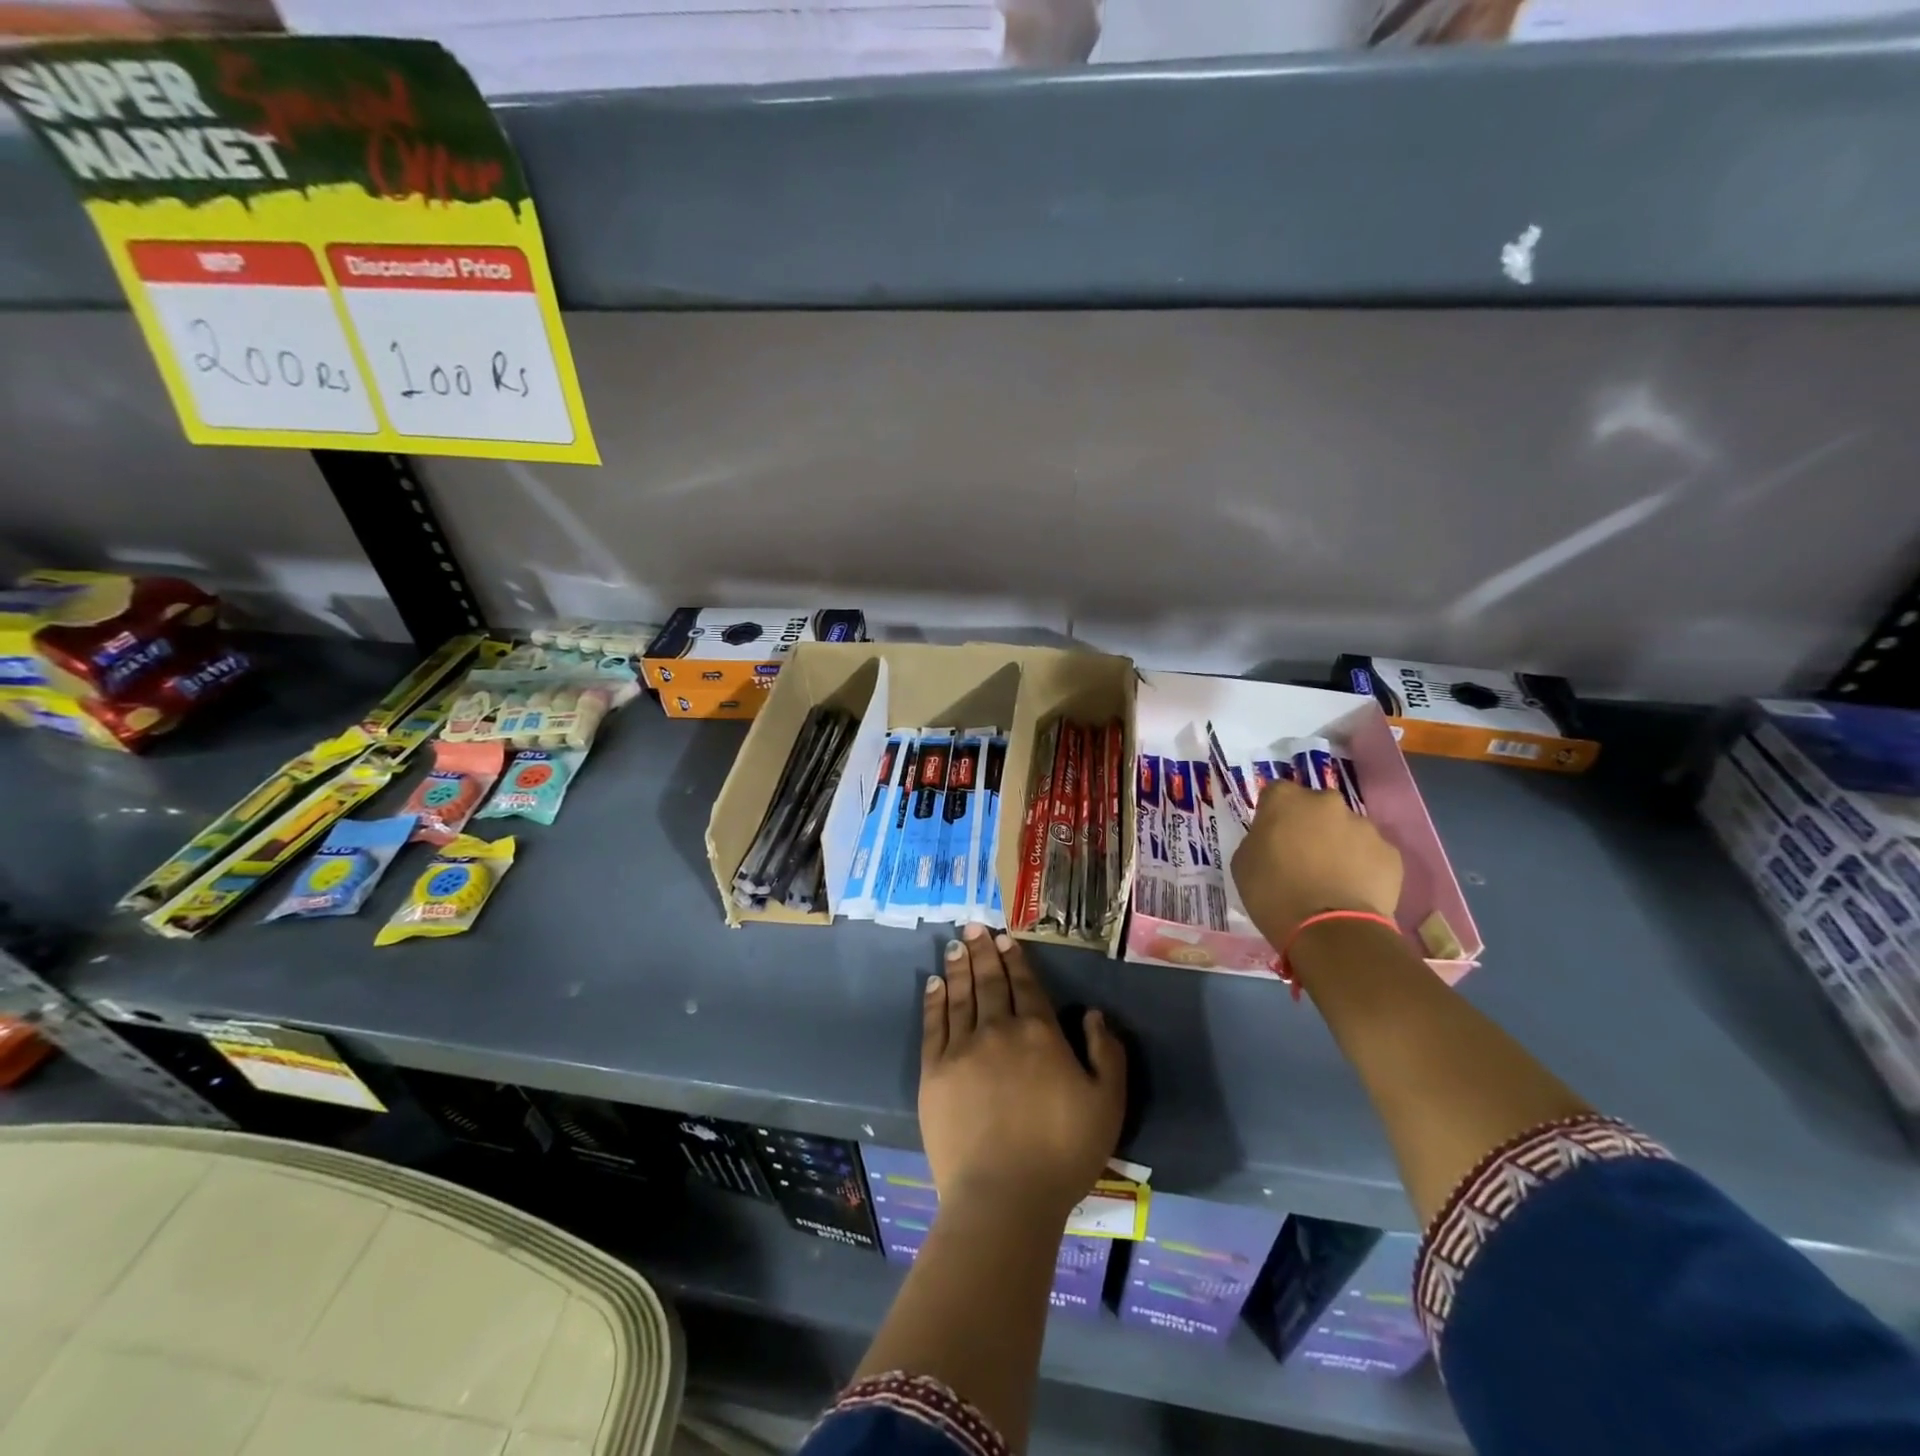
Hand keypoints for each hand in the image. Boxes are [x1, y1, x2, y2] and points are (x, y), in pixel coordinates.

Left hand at [921, 924, 1124, 1220]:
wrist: (1005, 1196)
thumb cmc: (1063, 1152)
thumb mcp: (1108, 1104)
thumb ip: (1107, 1053)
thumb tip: (1092, 1013)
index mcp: (1038, 1033)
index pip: (1024, 985)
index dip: (1014, 959)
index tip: (1004, 938)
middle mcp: (998, 1029)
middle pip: (989, 981)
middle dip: (983, 951)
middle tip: (974, 926)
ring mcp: (962, 1048)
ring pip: (960, 995)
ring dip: (959, 967)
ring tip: (956, 945)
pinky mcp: (934, 1072)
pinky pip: (933, 1025)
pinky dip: (934, 1000)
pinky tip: (934, 983)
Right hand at [1231, 780, 1403, 947]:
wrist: (1330, 931)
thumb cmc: (1273, 894)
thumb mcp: (1243, 863)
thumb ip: (1259, 839)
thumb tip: (1273, 839)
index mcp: (1285, 799)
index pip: (1275, 794)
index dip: (1273, 816)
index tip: (1271, 838)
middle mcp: (1326, 801)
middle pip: (1315, 807)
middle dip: (1310, 826)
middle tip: (1302, 857)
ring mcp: (1363, 825)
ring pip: (1346, 829)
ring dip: (1338, 845)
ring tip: (1331, 879)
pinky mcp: (1390, 852)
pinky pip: (1370, 854)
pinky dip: (1362, 866)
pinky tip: (1352, 891)